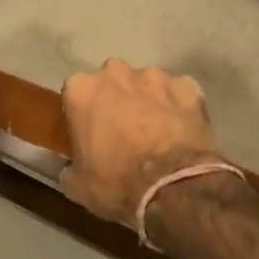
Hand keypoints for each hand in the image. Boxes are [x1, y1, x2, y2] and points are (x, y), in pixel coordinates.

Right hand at [60, 60, 224, 226]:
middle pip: (112, 81)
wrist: (172, 185)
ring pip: (147, 84)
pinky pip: (178, 93)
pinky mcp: (188, 87)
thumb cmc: (116, 182)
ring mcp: (155, 77)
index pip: (76, 94)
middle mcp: (116, 73)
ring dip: (148, 101)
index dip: (84, 114)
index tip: (90, 133)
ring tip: (156, 131)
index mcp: (82, 90)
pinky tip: (181, 130)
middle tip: (122, 130)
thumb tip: (72, 168)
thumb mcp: (77, 185)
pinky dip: (178, 106)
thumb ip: (70, 168)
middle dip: (116, 99)